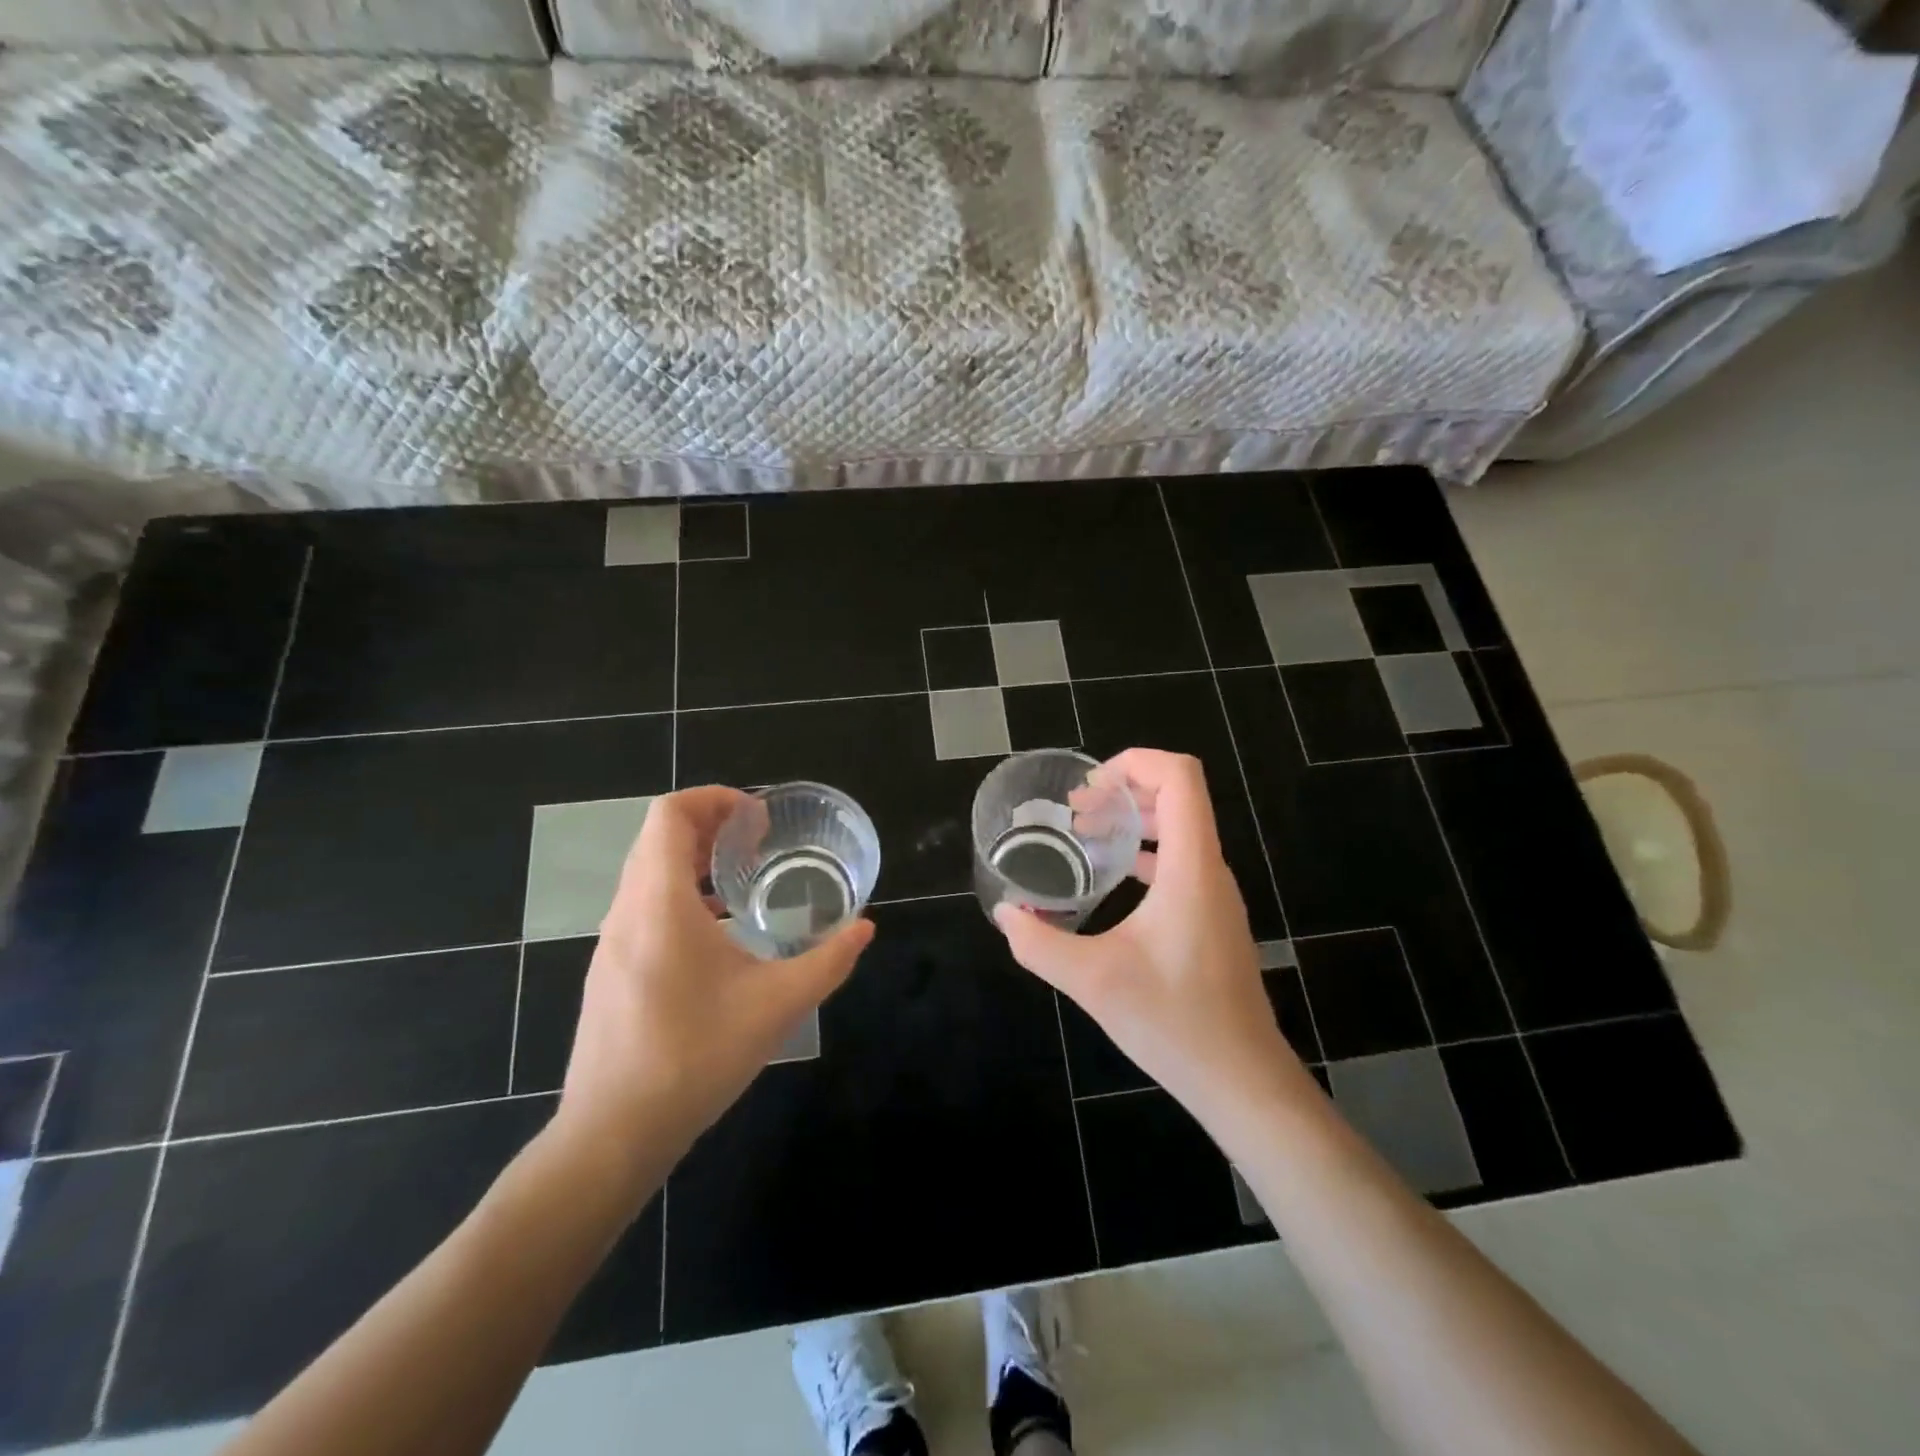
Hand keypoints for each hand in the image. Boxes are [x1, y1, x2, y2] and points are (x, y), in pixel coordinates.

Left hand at [554, 787, 873, 1186]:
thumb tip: (865, 928)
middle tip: (757, 840)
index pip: (670, 815)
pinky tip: (718, 930)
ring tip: (742, 877)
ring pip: (647, 872)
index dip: (713, 799)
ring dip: (693, 859)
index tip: (757, 818)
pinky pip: (642, 904)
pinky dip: (679, 892)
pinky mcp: (611, 969)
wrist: (613, 1134)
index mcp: (659, 904)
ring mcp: (612, 942)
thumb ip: (828, 961)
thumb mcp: (777, 1006)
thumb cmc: (695, 1057)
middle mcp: (628, 911)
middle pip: (657, 837)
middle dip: (709, 824)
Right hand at [994, 750, 1303, 1124]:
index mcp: (1190, 868)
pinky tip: (1111, 878)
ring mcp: (1216, 896)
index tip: (1090, 786)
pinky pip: (1181, 862)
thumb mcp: (1093, 981)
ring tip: (1086, 834)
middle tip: (1077, 811)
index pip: (1181, 778)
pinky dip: (1145, 852)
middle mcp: (1210, 870)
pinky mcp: (1213, 919)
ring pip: (1181, 829)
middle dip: (1125, 789)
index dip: (1136, 763)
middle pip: (1179, 797)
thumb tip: (1004, 914)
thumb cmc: (1174, 1022)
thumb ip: (1039, 943)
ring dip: (1134, 820)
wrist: (1242, 1081)